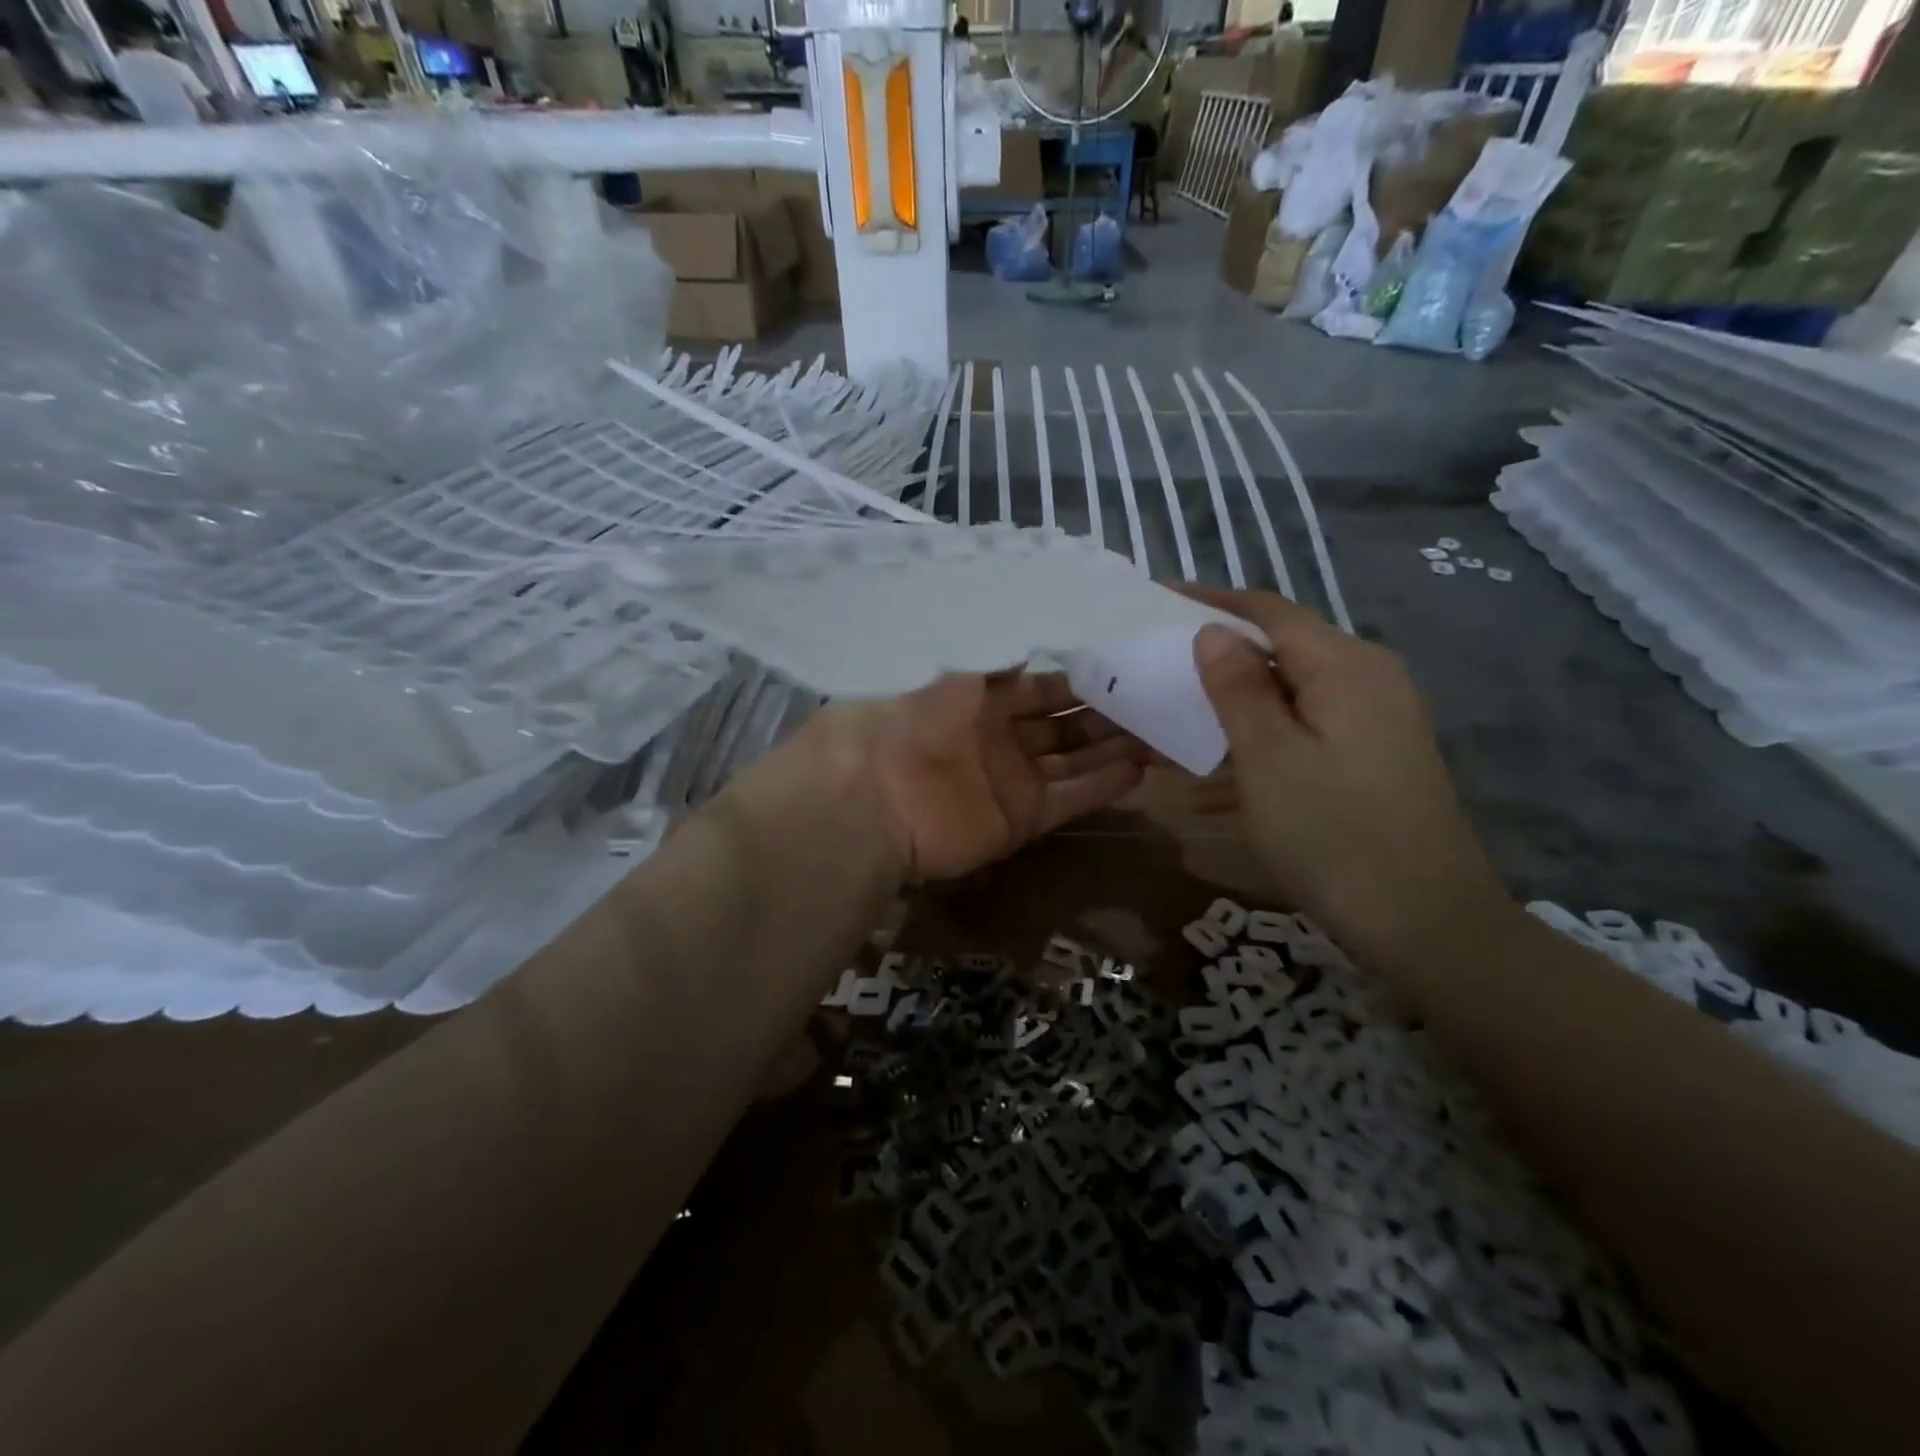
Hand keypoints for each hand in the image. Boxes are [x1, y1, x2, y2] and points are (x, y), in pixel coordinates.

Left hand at [808, 673, 1147, 882]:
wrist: (870, 795)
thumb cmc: (908, 716)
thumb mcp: (949, 671)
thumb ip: (994, 661)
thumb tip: (1029, 645)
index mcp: (977, 696)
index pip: (1039, 685)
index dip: (1078, 677)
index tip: (1123, 664)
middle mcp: (997, 736)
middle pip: (1063, 723)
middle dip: (1106, 712)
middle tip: (1157, 696)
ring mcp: (1010, 780)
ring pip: (1073, 760)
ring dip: (1113, 747)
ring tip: (1163, 731)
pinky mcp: (1019, 820)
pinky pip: (1070, 799)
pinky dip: (1102, 786)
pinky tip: (1141, 768)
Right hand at [1186, 589, 1510, 965]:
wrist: (1427, 926)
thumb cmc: (1334, 834)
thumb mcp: (1269, 758)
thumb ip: (1238, 688)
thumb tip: (1214, 632)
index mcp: (1344, 666)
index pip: (1269, 612)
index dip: (1212, 602)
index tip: (1159, 599)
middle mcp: (1368, 680)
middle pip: (1282, 651)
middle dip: (1218, 659)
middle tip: (1159, 669)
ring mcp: (1377, 722)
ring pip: (1290, 698)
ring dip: (1233, 710)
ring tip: (1176, 727)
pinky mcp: (1375, 760)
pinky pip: (1306, 736)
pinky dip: (1261, 749)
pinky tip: (1213, 789)